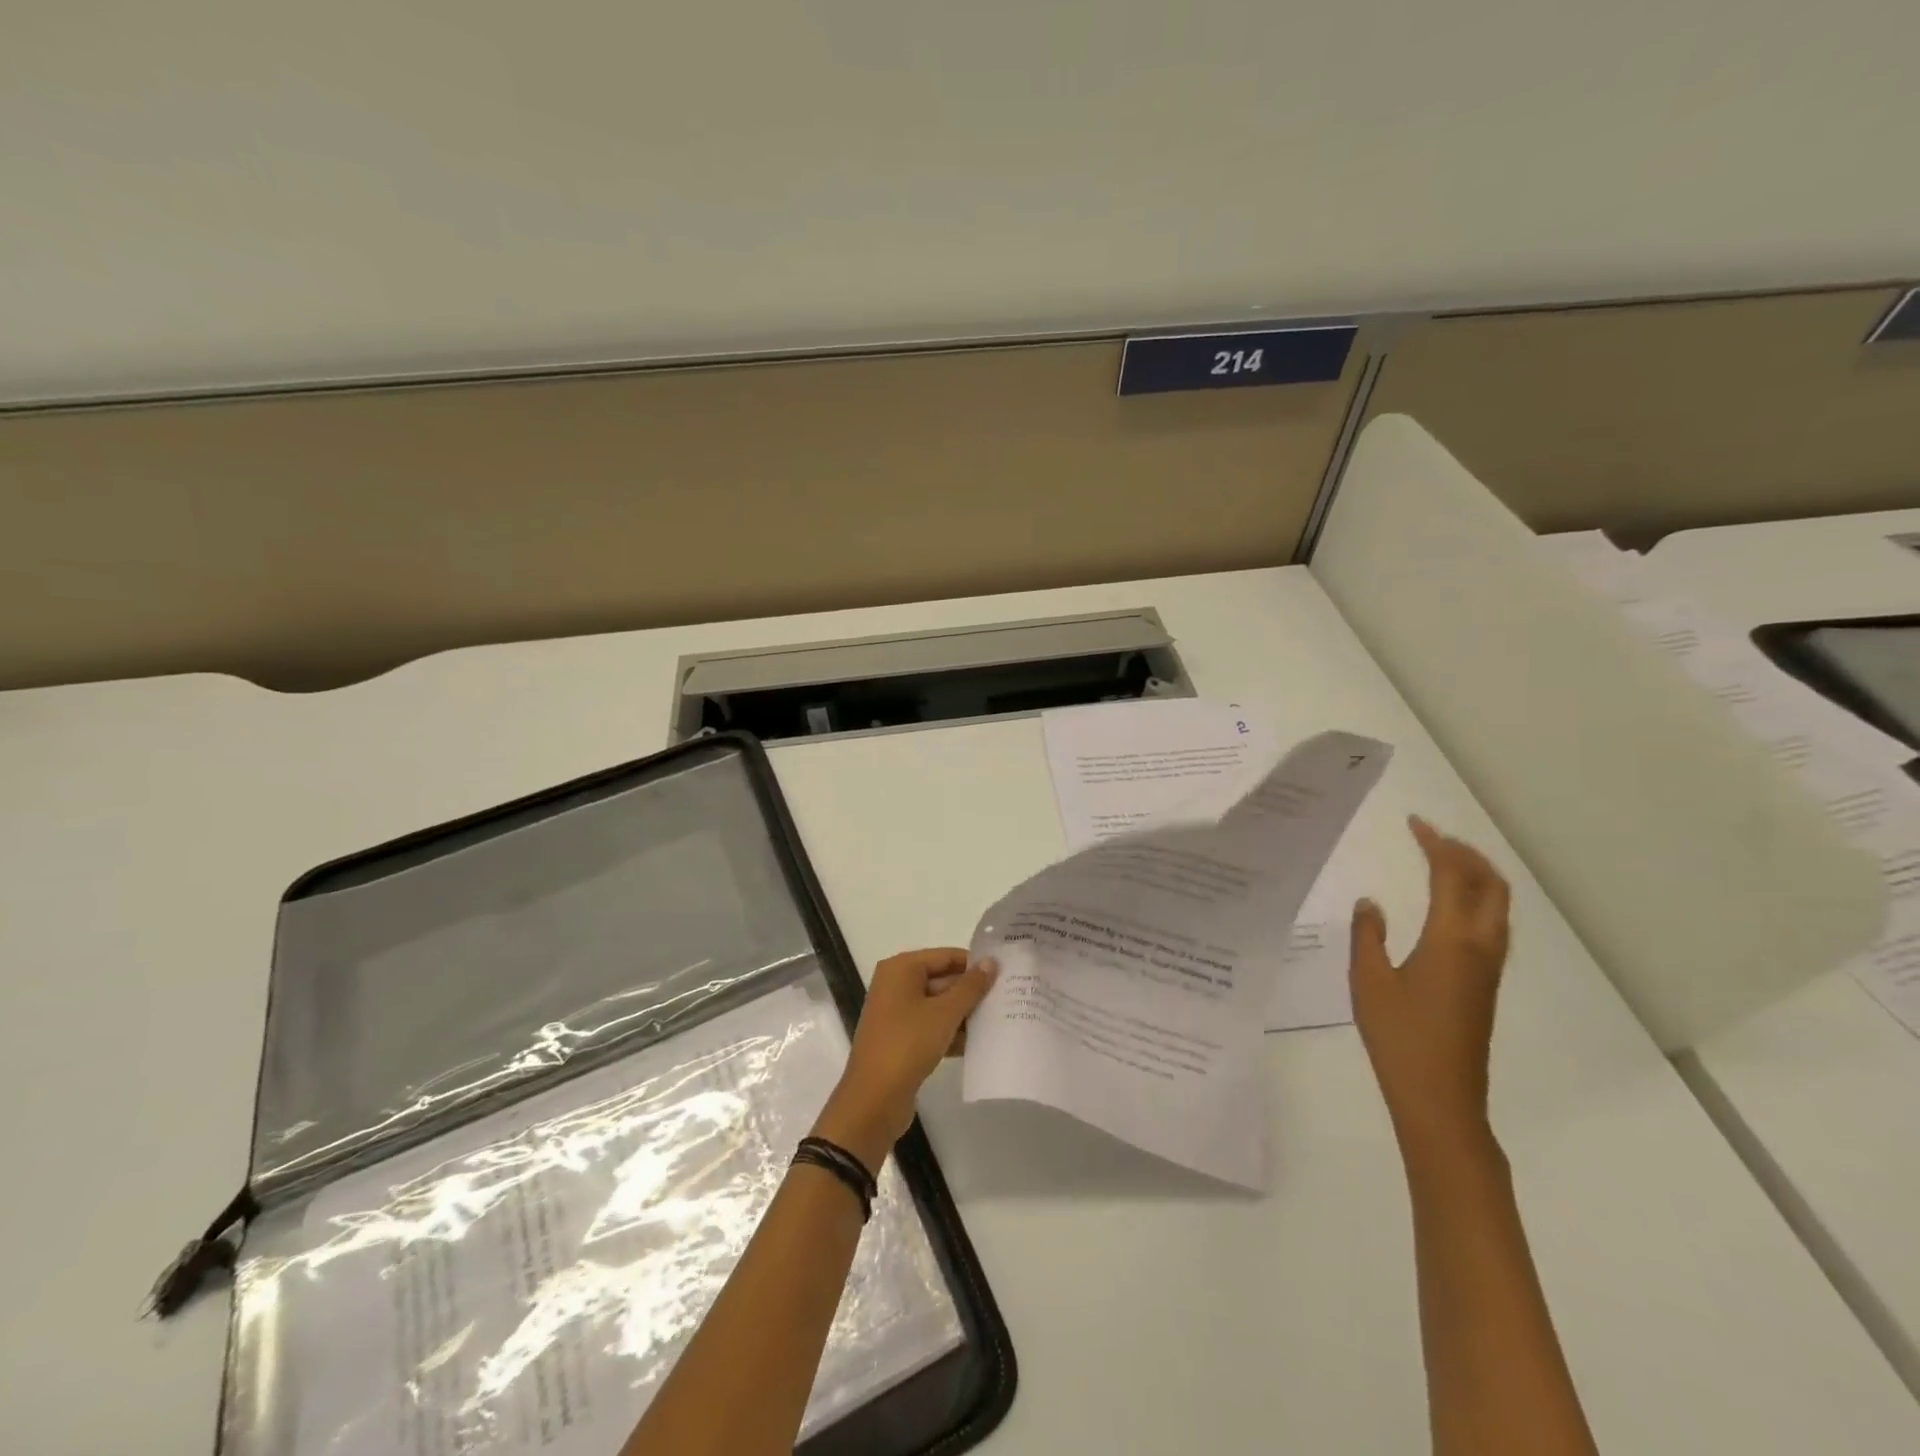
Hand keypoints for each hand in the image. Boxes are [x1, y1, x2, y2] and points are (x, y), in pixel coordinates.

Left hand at [812, 949, 997, 1173]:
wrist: (873, 1100)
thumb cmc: (908, 1044)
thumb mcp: (944, 1013)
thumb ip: (970, 986)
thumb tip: (991, 961)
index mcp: (901, 969)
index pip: (946, 956)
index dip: (975, 964)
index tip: (1005, 974)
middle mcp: (896, 985)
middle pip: (942, 980)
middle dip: (972, 992)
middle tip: (1008, 998)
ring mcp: (897, 1014)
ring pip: (939, 1006)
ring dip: (965, 1015)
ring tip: (1001, 1021)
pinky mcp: (901, 1039)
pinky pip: (932, 1027)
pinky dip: (952, 1033)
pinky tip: (979, 1044)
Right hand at [1350, 816, 1510, 1159]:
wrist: (1440, 1097)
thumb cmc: (1400, 1036)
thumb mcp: (1369, 980)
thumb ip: (1368, 935)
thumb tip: (1371, 903)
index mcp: (1451, 939)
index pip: (1452, 876)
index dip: (1435, 844)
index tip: (1414, 823)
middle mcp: (1480, 946)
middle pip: (1491, 885)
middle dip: (1467, 854)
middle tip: (1432, 838)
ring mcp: (1488, 967)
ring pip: (1497, 906)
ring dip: (1476, 875)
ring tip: (1443, 861)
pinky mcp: (1485, 983)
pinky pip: (1491, 924)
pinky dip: (1476, 899)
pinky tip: (1448, 906)